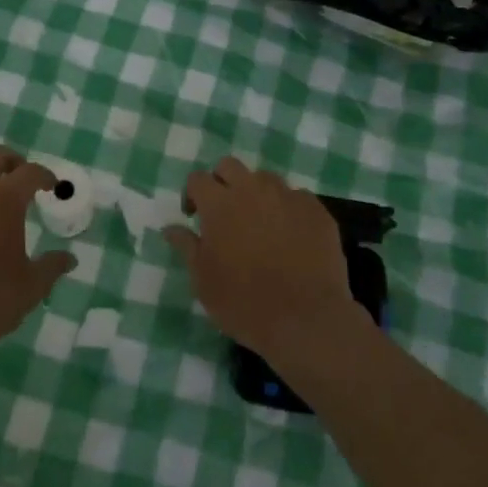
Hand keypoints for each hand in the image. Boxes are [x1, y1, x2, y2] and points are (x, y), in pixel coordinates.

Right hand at [162, 157, 356, 356]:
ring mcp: (288, 197)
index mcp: (219, 204)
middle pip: (230, 166)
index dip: (192, 194)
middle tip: (225, 213)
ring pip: (265, 179)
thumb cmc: (243, 303)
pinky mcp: (316, 211)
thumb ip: (186, 246)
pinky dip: (287, 210)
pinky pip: (296, 198)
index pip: (197, 178)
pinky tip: (290, 236)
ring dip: (256, 194)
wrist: (305, 320)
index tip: (194, 217)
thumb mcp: (203, 280)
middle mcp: (252, 190)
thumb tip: (170, 228)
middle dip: (222, 182)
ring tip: (260, 224)